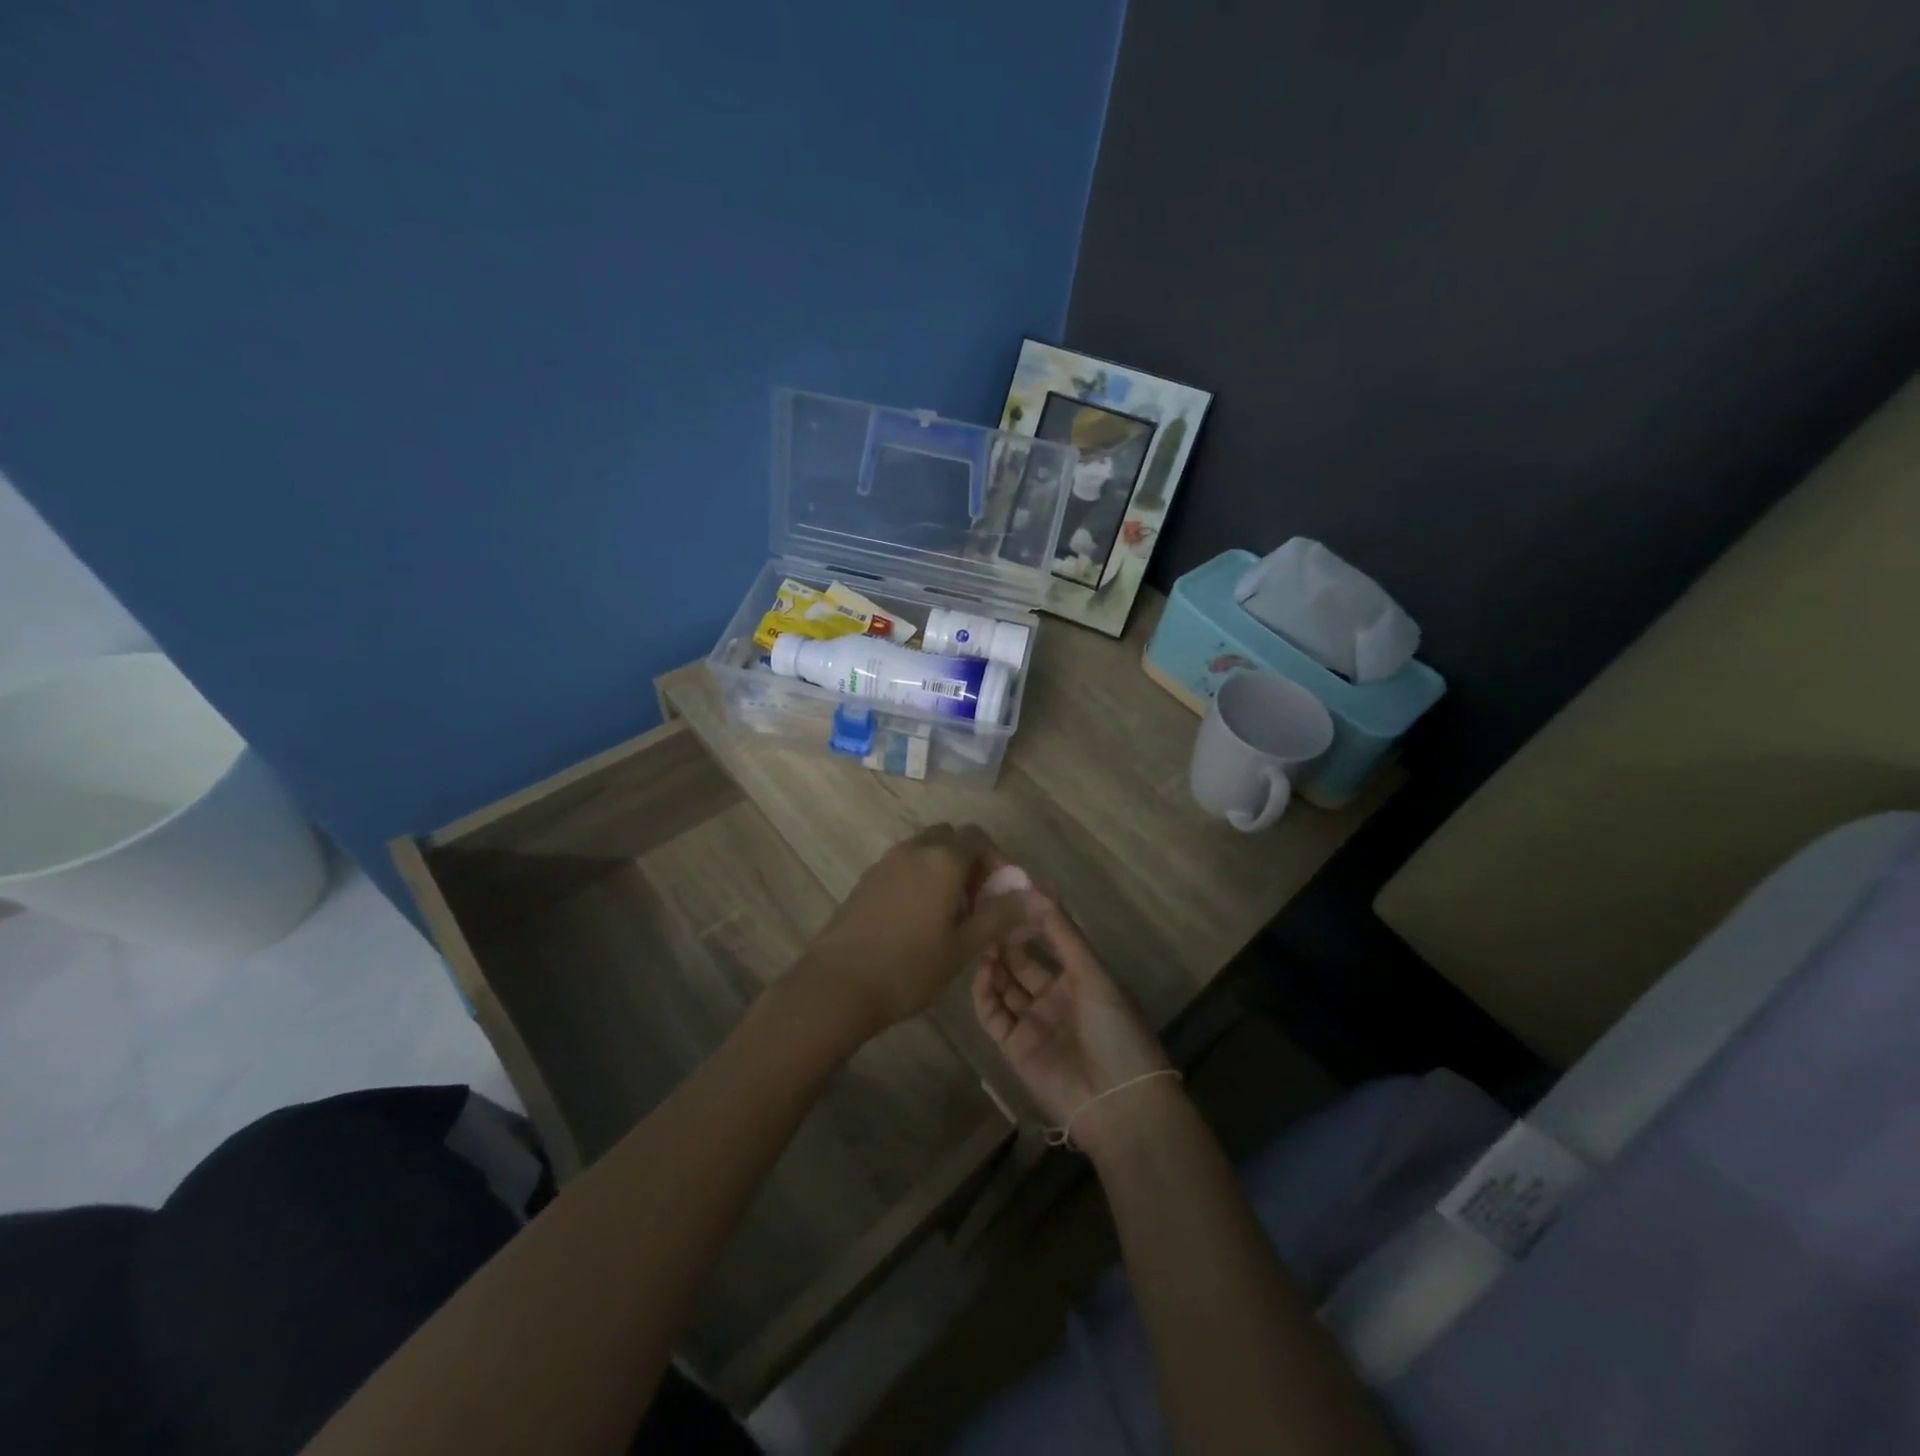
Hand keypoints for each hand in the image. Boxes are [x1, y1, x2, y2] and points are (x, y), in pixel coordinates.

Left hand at [793, 824, 1031, 1040]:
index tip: (1002, 896)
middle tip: (977, 904)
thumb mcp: (964, 945)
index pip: (978, 838)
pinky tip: (919, 922)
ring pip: (925, 851)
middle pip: (950, 839)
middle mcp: (914, 849)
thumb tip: (1043, 898)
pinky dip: (920, 879)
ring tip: (951, 917)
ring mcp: (886, 862)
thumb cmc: (910, 967)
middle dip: (970, 863)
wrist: (838, 985)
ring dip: (944, 871)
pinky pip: (904, 866)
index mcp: (942, 858)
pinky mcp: (867, 880)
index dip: (997, 861)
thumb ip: (1003, 916)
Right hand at [972, 890, 1173, 1158]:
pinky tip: (982, 971)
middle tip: (984, 915)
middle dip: (1005, 940)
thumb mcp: (1094, 975)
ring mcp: (1032, 1022)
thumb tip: (1038, 889)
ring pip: (1004, 986)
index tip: (1008, 894)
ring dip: (993, 964)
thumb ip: (1064, 934)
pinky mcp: (1014, 1047)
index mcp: (1080, 979)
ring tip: (981, 940)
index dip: (1030, 920)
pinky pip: (993, 1014)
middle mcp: (1053, 997)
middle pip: (1021, 962)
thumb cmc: (1115, 1030)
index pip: (1049, 941)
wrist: (1118, 1104)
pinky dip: (984, 993)